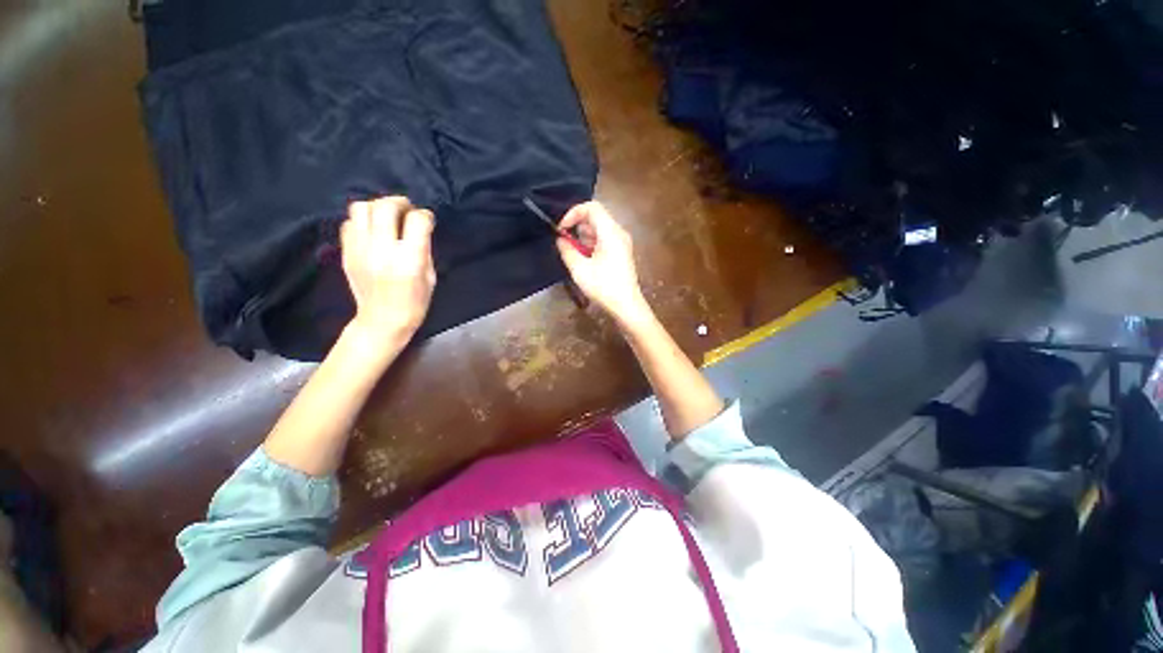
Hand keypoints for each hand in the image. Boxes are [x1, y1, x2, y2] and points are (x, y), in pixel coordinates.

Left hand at [341, 196, 435, 348]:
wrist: (382, 321)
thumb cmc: (415, 302)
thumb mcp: (430, 277)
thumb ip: (424, 250)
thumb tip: (419, 230)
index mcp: (409, 259)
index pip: (417, 220)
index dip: (425, 216)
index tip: (427, 220)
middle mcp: (382, 250)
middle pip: (385, 207)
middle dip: (399, 202)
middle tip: (406, 210)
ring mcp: (360, 250)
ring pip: (361, 208)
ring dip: (377, 207)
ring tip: (386, 217)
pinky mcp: (346, 253)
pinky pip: (349, 224)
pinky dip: (362, 222)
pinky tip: (371, 231)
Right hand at [556, 201, 653, 329]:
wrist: (627, 306)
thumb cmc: (603, 287)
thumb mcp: (579, 269)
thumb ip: (567, 250)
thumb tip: (560, 240)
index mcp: (611, 232)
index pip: (591, 207)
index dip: (573, 213)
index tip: (561, 229)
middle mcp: (619, 233)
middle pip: (595, 217)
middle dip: (577, 227)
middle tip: (566, 244)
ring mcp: (622, 243)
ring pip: (599, 229)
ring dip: (583, 237)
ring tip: (575, 255)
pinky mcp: (621, 253)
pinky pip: (604, 240)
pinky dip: (591, 245)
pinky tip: (585, 261)